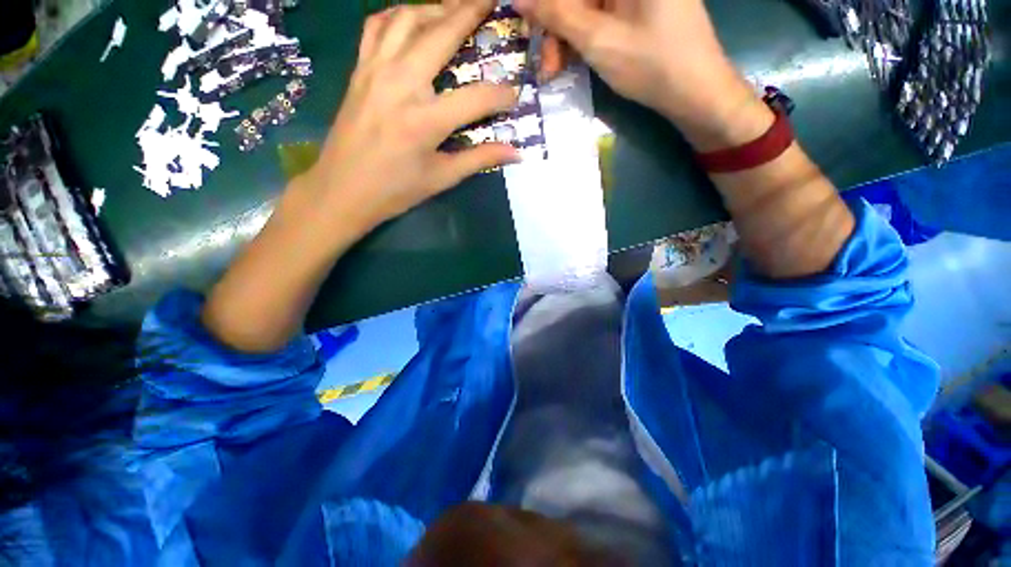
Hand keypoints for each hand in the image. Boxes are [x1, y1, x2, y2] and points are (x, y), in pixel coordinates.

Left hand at [300, 0, 518, 234]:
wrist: (342, 189)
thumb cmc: (395, 190)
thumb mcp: (441, 178)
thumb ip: (480, 159)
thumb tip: (516, 153)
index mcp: (425, 120)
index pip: (477, 98)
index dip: (501, 95)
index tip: (515, 95)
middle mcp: (400, 84)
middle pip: (440, 35)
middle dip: (470, 12)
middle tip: (489, 1)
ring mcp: (375, 71)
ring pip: (406, 19)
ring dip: (434, 7)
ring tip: (455, 7)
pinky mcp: (359, 70)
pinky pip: (377, 27)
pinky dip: (398, 15)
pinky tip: (411, 19)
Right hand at [515, 0, 771, 150]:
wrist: (695, 91)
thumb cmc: (651, 64)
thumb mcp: (597, 40)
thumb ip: (557, 15)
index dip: (546, 4)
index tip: (529, 25)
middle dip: (556, 26)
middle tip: (547, 64)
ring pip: (586, 7)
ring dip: (566, 38)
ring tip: (556, 72)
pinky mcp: (638, 7)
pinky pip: (599, 15)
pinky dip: (583, 39)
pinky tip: (573, 61)